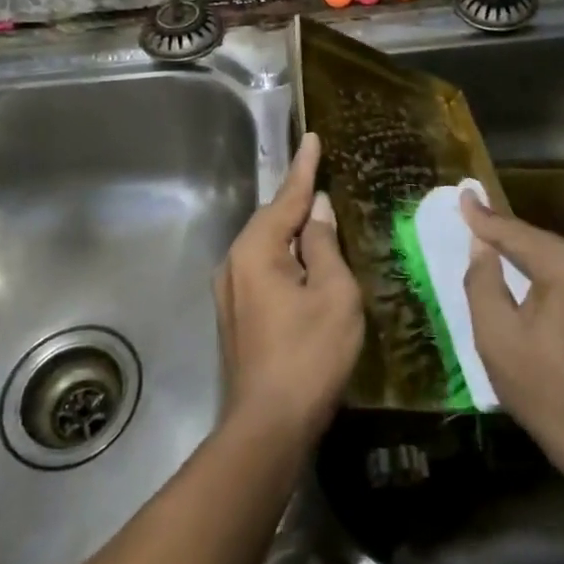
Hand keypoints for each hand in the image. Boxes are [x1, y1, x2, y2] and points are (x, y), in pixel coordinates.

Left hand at [212, 133, 363, 445]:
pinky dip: (285, 255)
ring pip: (266, 245)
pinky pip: (262, 267)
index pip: (288, 198)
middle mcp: (234, 262)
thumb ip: (324, 245)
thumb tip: (317, 210)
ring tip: (318, 215)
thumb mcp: (333, 293)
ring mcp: (230, 290)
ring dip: (292, 229)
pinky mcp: (235, 314)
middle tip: (322, 175)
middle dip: (297, 199)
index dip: (305, 168)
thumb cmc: (309, 355)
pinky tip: (303, 260)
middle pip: (272, 219)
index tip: (313, 138)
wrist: (268, 426)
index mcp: (257, 250)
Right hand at [460, 192, 563, 481]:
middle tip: (472, 219)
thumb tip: (480, 246)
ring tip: (490, 242)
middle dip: (504, 234)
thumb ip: (482, 281)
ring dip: (523, 254)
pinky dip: (543, 274)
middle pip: (538, 242)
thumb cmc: (546, 390)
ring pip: (555, 259)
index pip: (515, 232)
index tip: (462, 194)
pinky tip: (524, 275)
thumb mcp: (497, 336)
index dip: (483, 217)